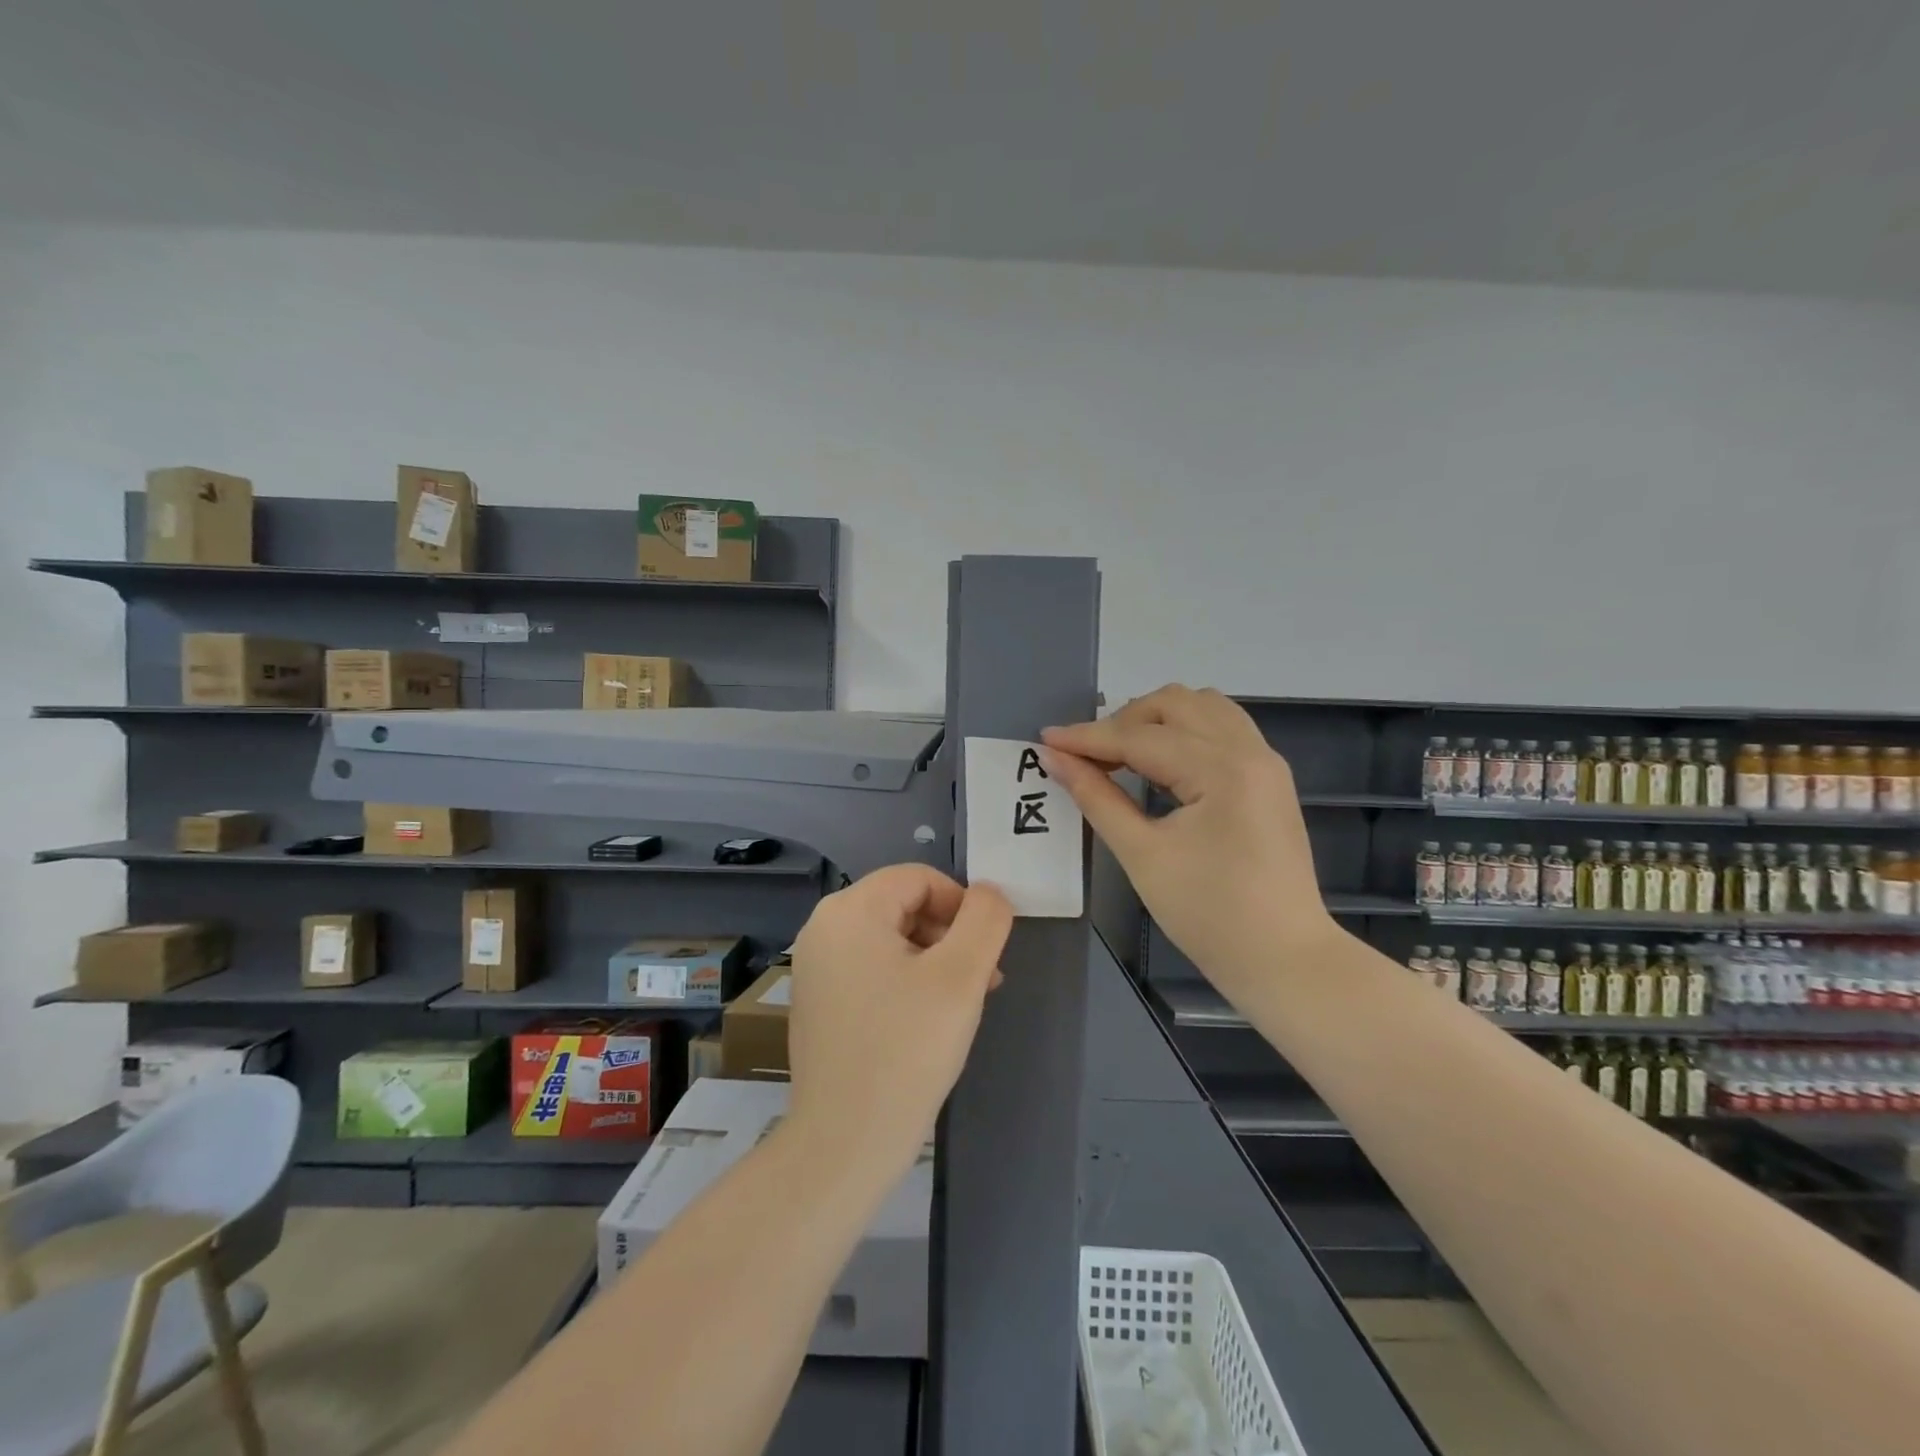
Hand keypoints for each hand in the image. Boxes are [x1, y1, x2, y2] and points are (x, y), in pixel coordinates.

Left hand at [786, 865, 1012, 1175]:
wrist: (844, 1145)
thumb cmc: (905, 1051)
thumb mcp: (960, 977)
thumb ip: (984, 921)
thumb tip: (990, 893)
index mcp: (849, 911)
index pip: (919, 878)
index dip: (962, 905)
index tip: (987, 951)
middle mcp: (823, 928)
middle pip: (903, 906)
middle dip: (949, 935)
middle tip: (982, 981)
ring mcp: (815, 966)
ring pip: (890, 939)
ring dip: (933, 960)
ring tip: (961, 1004)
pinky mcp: (817, 1000)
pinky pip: (871, 968)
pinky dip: (906, 981)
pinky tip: (927, 1021)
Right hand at [1042, 686, 1337, 996]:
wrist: (1284, 960)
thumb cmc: (1209, 915)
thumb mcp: (1142, 856)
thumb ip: (1097, 798)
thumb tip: (1056, 759)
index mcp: (1221, 769)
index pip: (1140, 737)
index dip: (1088, 738)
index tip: (1046, 739)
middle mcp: (1248, 750)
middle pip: (1175, 703)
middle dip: (1124, 721)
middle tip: (1089, 756)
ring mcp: (1265, 761)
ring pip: (1203, 706)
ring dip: (1156, 719)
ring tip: (1123, 755)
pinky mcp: (1269, 777)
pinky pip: (1222, 728)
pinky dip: (1185, 732)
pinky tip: (1161, 764)